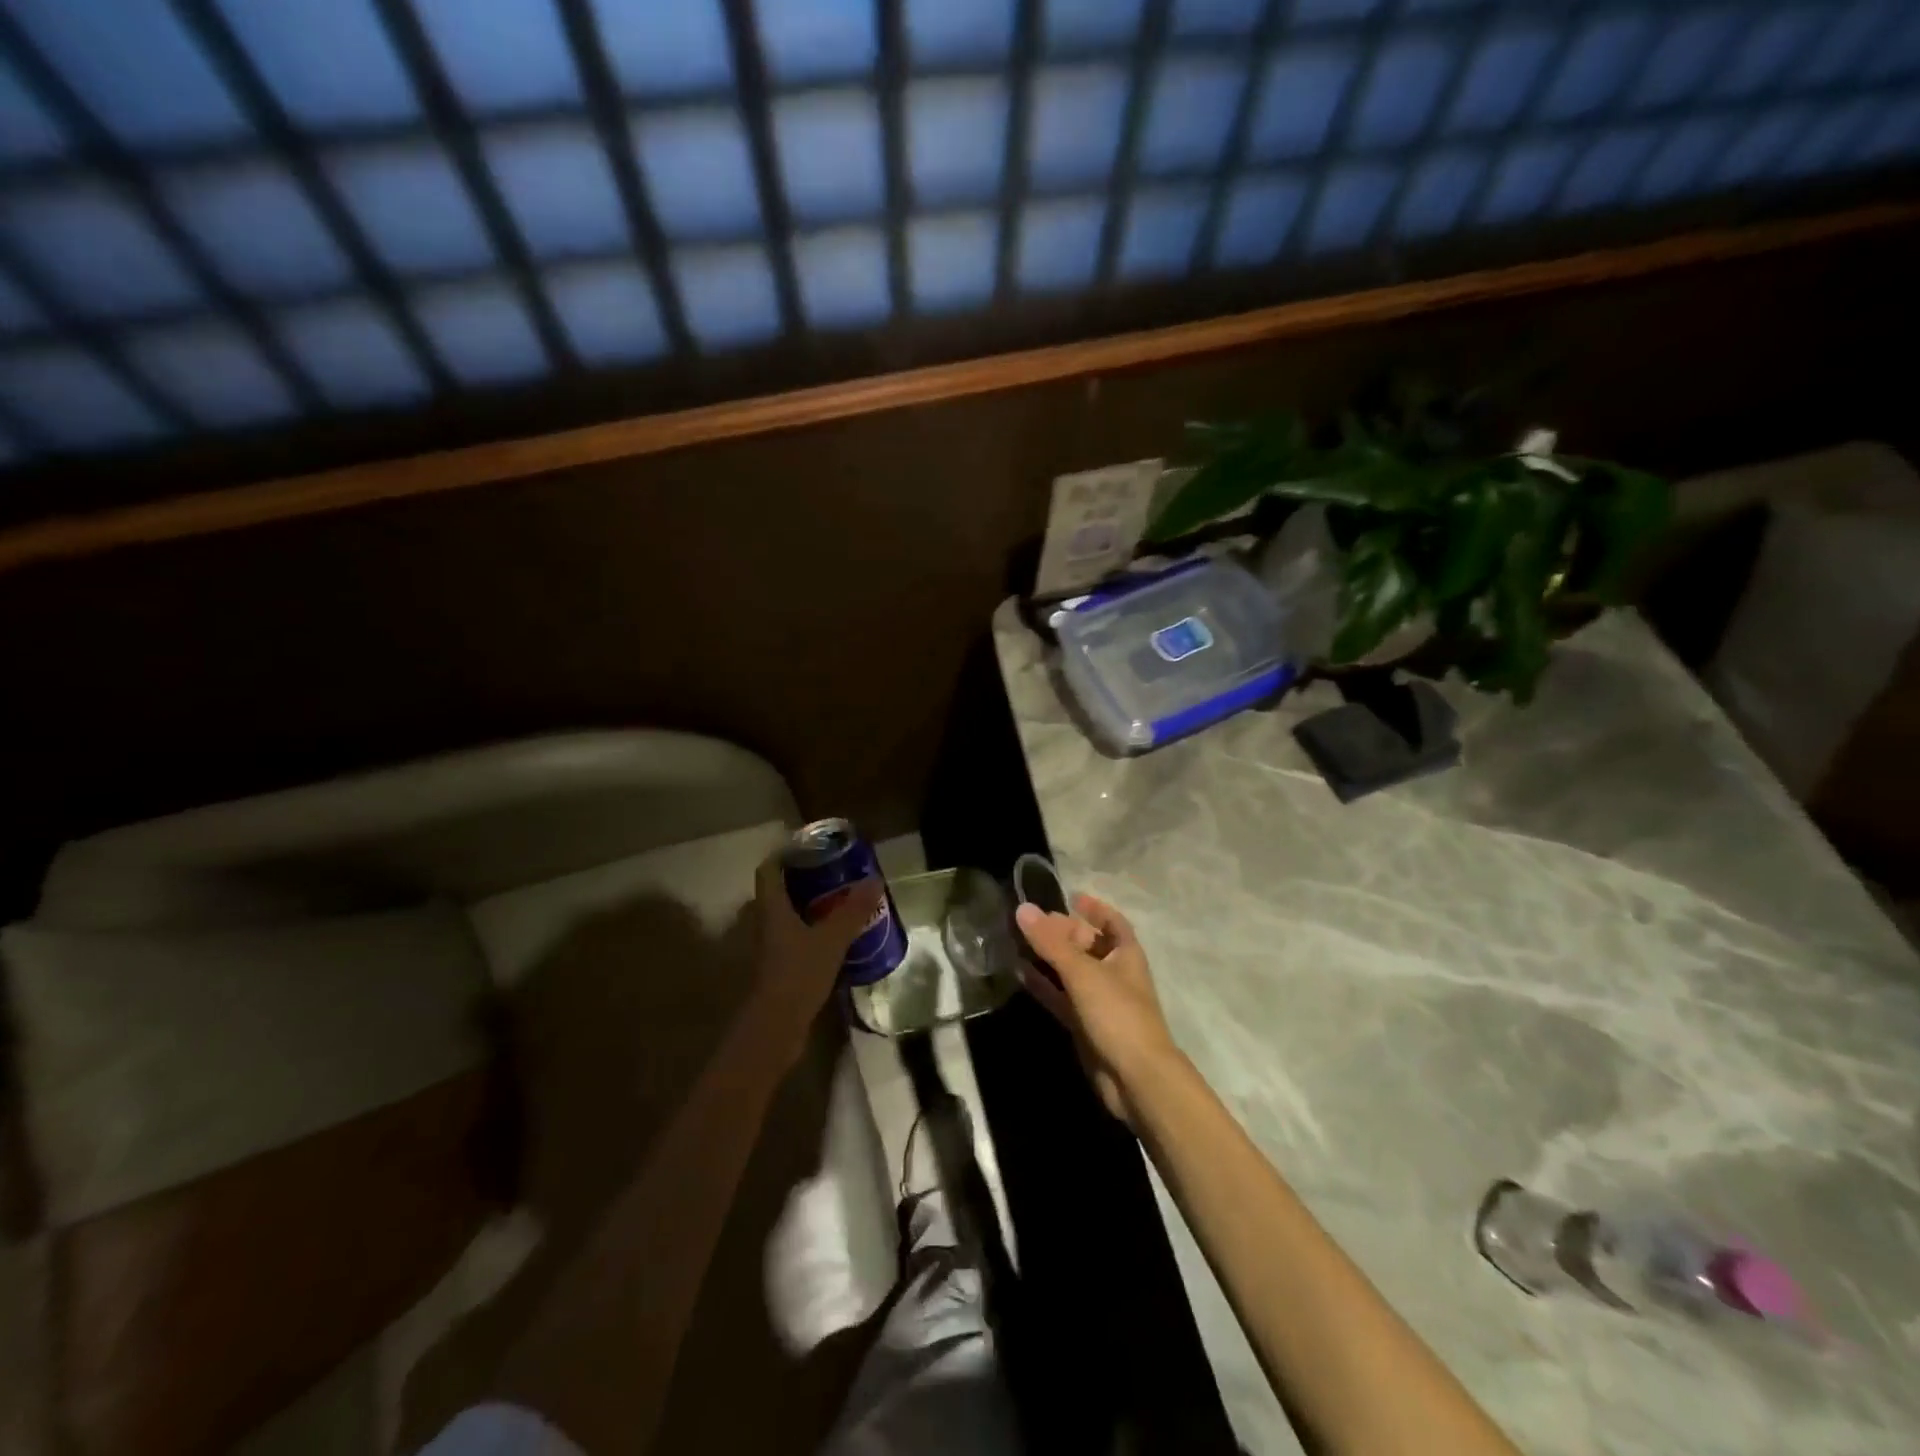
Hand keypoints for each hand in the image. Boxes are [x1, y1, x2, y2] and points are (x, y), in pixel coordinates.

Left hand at [750, 853, 883, 1067]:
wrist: (776, 1028)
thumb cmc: (797, 974)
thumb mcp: (831, 939)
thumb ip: (853, 911)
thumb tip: (874, 880)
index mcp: (771, 908)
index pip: (769, 869)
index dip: (785, 854)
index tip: (812, 846)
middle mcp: (766, 923)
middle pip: (781, 891)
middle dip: (806, 879)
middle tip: (837, 871)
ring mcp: (772, 948)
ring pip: (789, 916)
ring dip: (812, 906)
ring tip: (843, 900)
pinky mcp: (781, 968)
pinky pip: (797, 939)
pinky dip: (814, 931)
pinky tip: (839, 936)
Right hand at [1015, 893, 1179, 1128]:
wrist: (1136, 1079)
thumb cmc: (1118, 1014)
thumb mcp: (1083, 973)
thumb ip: (1051, 942)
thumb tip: (1022, 909)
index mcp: (1126, 955)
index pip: (1112, 922)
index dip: (1095, 908)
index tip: (1071, 897)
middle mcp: (1115, 974)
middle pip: (1088, 945)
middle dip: (1064, 931)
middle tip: (1033, 920)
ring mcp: (1100, 1002)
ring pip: (1072, 972)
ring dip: (1049, 958)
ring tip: (1019, 941)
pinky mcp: (1085, 1026)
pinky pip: (1061, 998)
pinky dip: (1043, 985)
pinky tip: (1020, 973)